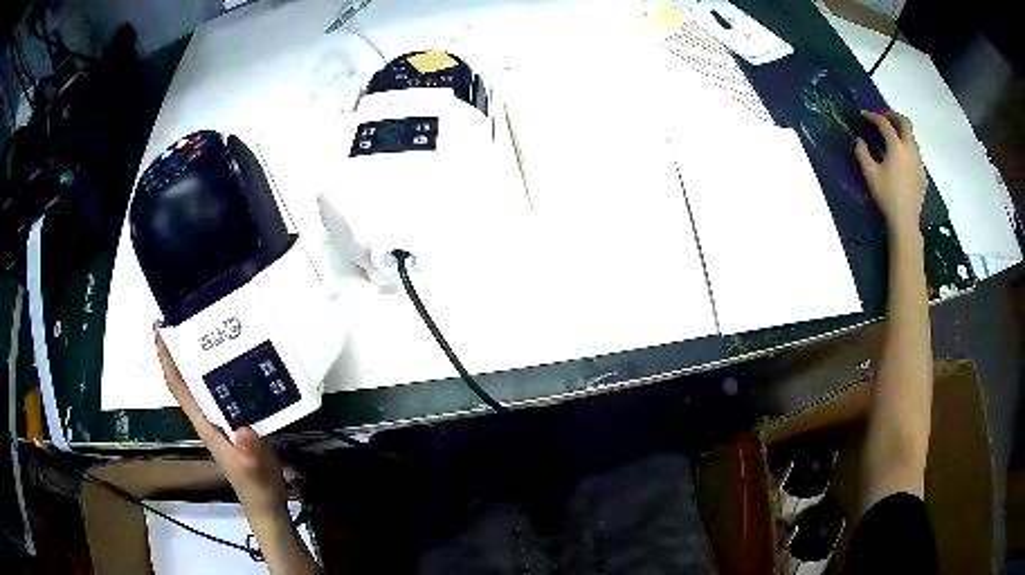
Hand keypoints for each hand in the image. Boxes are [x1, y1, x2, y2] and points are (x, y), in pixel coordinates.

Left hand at [154, 324, 289, 524]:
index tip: (160, 330)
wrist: (268, 504)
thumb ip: (248, 451)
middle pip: (189, 379)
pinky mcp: (239, 422)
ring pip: (207, 383)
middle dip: (183, 349)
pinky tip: (243, 361)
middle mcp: (209, 417)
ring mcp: (224, 420)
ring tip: (214, 329)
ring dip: (205, 358)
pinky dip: (229, 373)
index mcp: (205, 424)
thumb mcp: (254, 470)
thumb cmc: (256, 486)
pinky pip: (228, 391)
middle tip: (189, 316)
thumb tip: (242, 429)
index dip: (167, 360)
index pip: (179, 388)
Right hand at [854, 110, 924, 235]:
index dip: (872, 116)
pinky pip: (915, 152)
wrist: (905, 221)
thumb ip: (862, 153)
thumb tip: (860, 140)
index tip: (863, 115)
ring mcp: (918, 161)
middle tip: (882, 117)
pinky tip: (901, 157)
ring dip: (901, 131)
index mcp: (897, 147)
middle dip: (892, 116)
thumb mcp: (870, 174)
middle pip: (904, 123)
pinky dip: (906, 147)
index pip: (884, 123)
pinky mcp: (922, 173)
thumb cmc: (886, 196)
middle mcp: (910, 149)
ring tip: (891, 136)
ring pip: (911, 137)